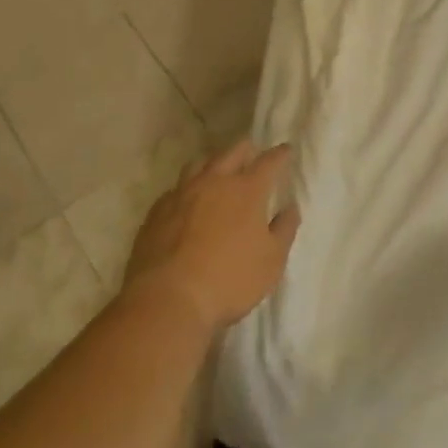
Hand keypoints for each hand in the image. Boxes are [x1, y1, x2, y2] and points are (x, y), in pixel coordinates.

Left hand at [123, 140, 301, 332]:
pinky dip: (187, 188)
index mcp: (246, 190)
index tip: (286, 149)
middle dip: (245, 149)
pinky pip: (176, 188)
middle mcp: (214, 182)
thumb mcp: (271, 261)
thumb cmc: (230, 280)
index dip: (279, 154)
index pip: (268, 162)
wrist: (168, 298)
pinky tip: (187, 200)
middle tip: (252, 151)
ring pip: (199, 164)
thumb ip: (284, 230)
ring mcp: (182, 193)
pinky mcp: (157, 211)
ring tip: (218, 169)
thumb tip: (290, 208)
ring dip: (213, 162)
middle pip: (232, 152)